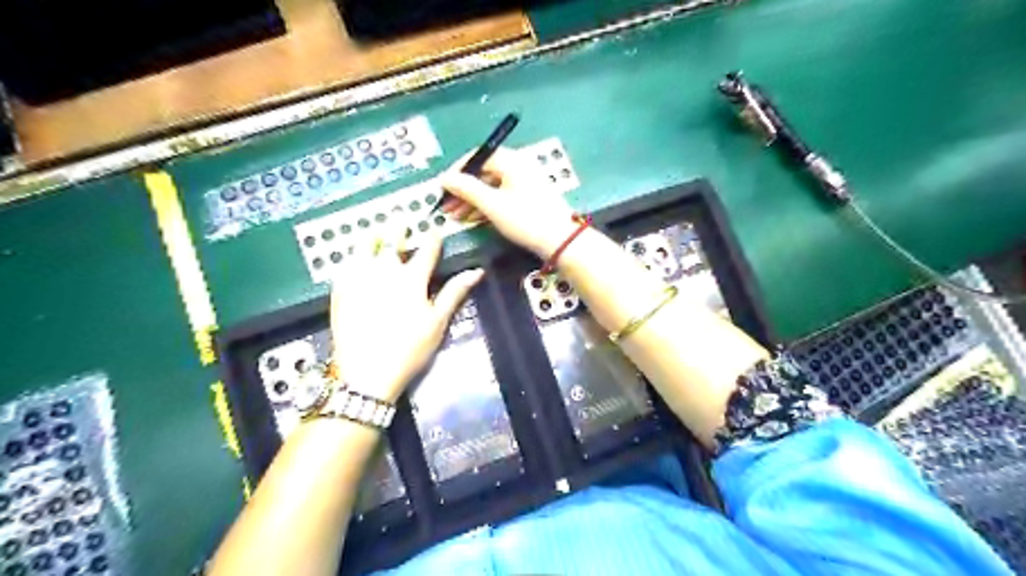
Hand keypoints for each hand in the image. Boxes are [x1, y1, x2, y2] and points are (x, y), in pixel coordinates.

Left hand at [331, 233, 486, 401]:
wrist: (367, 373)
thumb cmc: (409, 348)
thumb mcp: (438, 322)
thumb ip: (455, 292)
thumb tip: (477, 271)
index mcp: (412, 278)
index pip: (427, 249)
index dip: (433, 237)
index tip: (436, 228)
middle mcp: (384, 271)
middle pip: (392, 241)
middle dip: (399, 229)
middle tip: (401, 220)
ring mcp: (359, 279)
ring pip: (364, 247)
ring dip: (373, 236)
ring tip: (375, 231)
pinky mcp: (340, 291)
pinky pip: (344, 265)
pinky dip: (351, 256)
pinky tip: (352, 257)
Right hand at [439, 146, 580, 256]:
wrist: (560, 241)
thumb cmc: (526, 219)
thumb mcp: (492, 205)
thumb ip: (466, 189)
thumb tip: (444, 178)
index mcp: (511, 161)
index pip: (477, 157)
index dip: (456, 171)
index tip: (442, 187)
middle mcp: (517, 167)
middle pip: (483, 173)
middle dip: (462, 190)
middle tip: (445, 205)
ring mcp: (523, 183)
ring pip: (490, 187)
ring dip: (471, 200)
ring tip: (454, 216)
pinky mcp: (526, 199)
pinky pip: (500, 197)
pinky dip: (485, 206)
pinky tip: (471, 219)